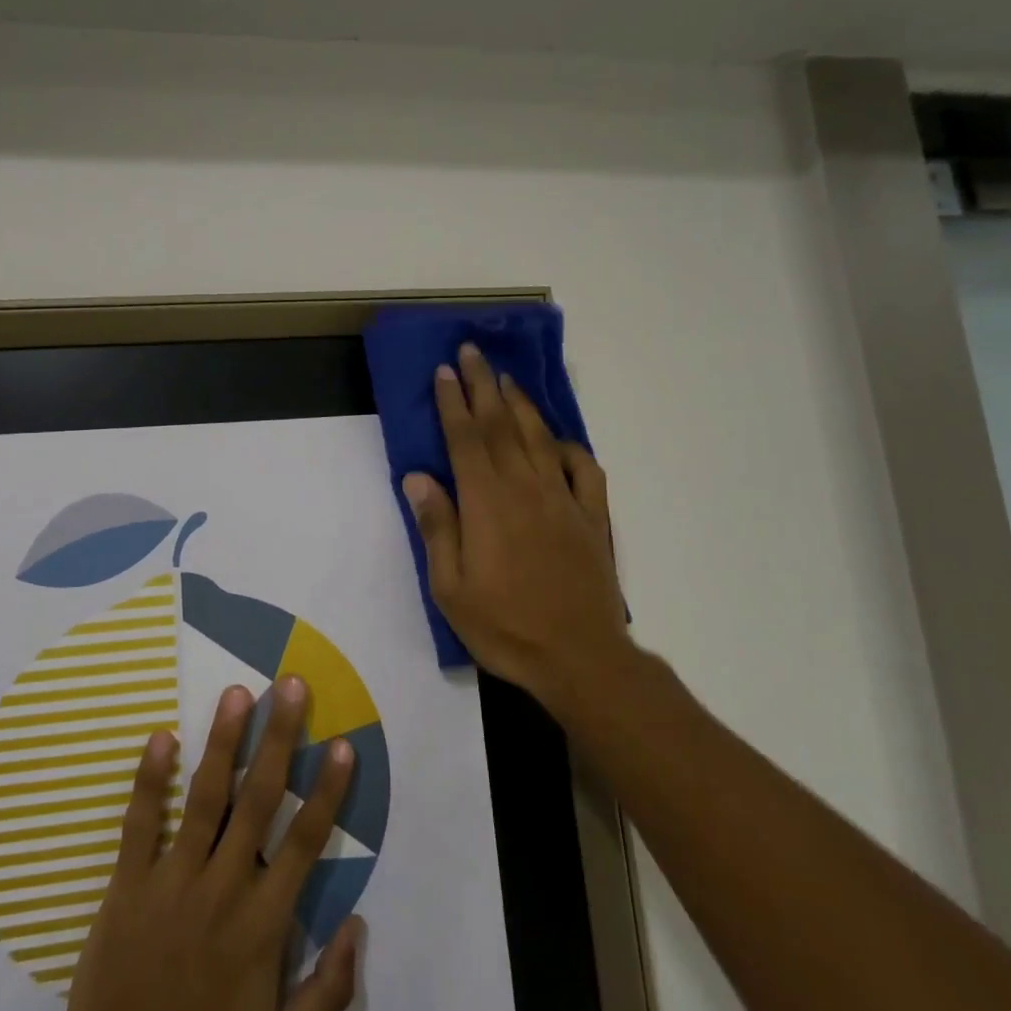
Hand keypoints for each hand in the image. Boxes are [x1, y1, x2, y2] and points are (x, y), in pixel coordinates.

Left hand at [49, 678, 363, 1010]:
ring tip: (238, 694)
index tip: (341, 745)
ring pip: (204, 798)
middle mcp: (222, 889)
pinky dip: (151, 779)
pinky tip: (161, 736)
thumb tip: (360, 924)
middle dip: (278, 739)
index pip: (305, 842)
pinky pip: (139, 823)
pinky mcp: (125, 887)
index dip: (327, 791)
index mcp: (263, 924)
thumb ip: (329, 990)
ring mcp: (170, 883)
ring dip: (224, 742)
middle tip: (290, 687)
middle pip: (258, 800)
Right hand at [402, 343, 629, 712]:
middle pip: (500, 425)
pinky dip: (571, 447)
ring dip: (520, 404)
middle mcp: (525, 488)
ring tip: (505, 378)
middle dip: (483, 385)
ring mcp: (564, 500)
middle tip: (471, 352)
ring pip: (539, 438)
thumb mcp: (450, 588)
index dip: (452, 402)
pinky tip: (560, 440)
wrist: (580, 658)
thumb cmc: (505, 626)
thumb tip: (418, 477)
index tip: (444, 371)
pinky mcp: (592, 517)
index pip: (465, 439)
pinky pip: (584, 470)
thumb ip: (436, 527)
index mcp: (487, 502)